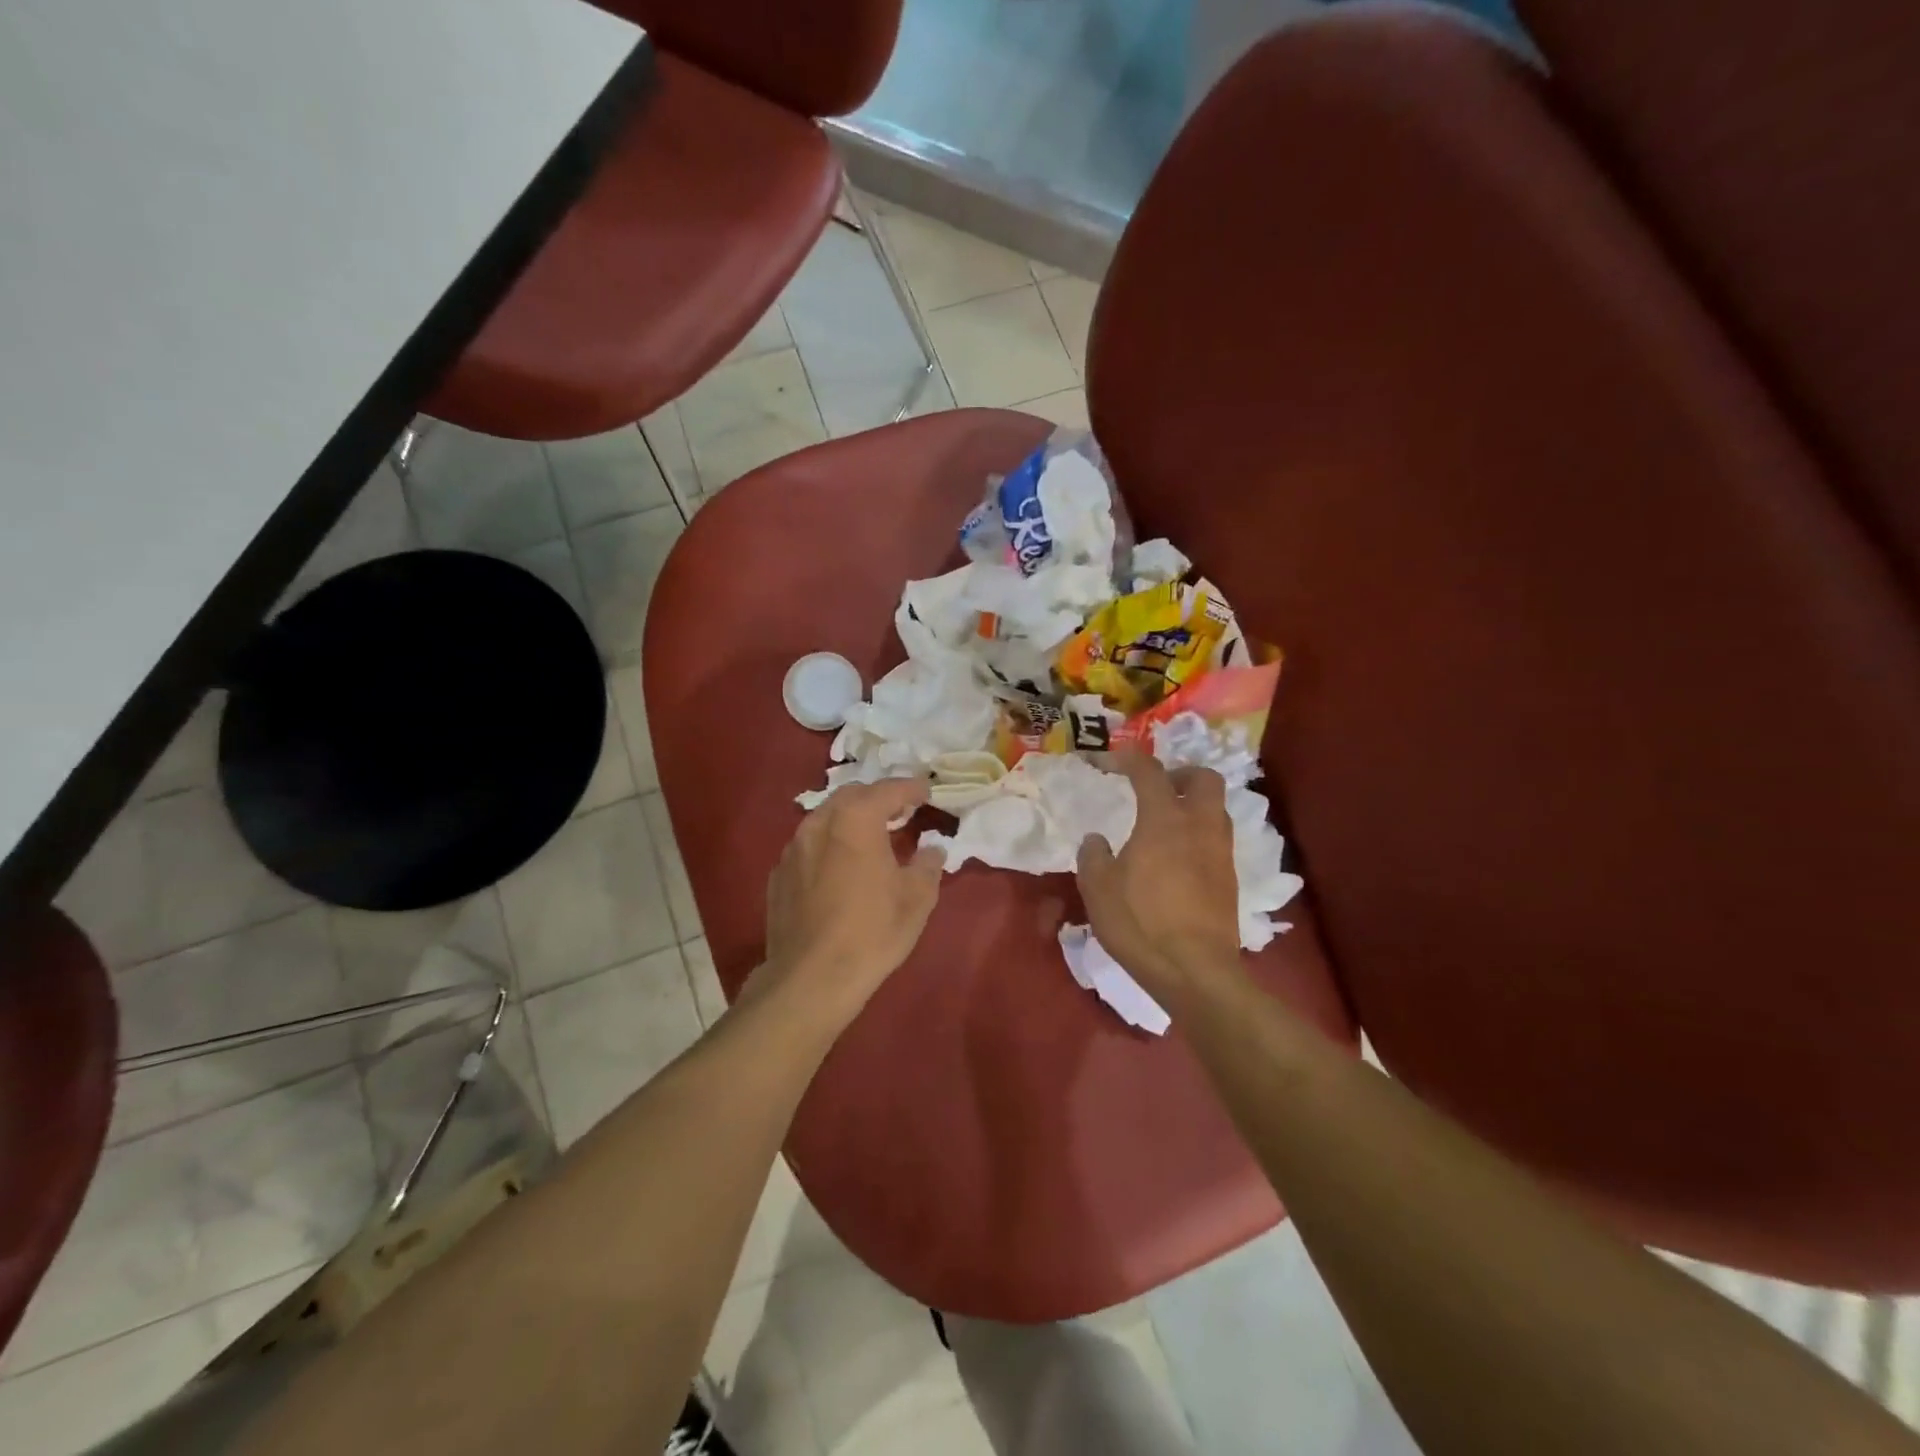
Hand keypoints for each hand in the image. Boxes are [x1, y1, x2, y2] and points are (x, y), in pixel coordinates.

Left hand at [762, 778, 944, 1025]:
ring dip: (850, 820)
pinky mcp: (778, 875)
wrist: (810, 979)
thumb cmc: (872, 932)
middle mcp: (820, 824)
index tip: (927, 792)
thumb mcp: (916, 899)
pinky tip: (839, 868)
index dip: (911, 789)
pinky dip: (829, 845)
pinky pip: (808, 846)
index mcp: (856, 821)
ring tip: (870, 837)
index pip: (888, 790)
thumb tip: (931, 849)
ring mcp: (793, 849)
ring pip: (825, 819)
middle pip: (852, 796)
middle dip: (877, 798)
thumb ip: (927, 864)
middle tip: (900, 812)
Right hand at [1077, 751, 1242, 1001]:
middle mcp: (1199, 826)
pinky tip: (1176, 857)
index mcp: (1164, 820)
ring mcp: (1219, 852)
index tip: (1104, 763)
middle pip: (1203, 777)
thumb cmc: (1140, 923)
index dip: (1125, 759)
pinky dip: (1198, 833)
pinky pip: (1217, 837)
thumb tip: (1097, 840)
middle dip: (1178, 773)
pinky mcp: (1229, 878)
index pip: (1148, 770)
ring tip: (1164, 822)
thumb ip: (1093, 856)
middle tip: (1154, 788)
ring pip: (1216, 808)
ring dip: (1192, 804)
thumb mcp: (1098, 889)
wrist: (1194, 971)